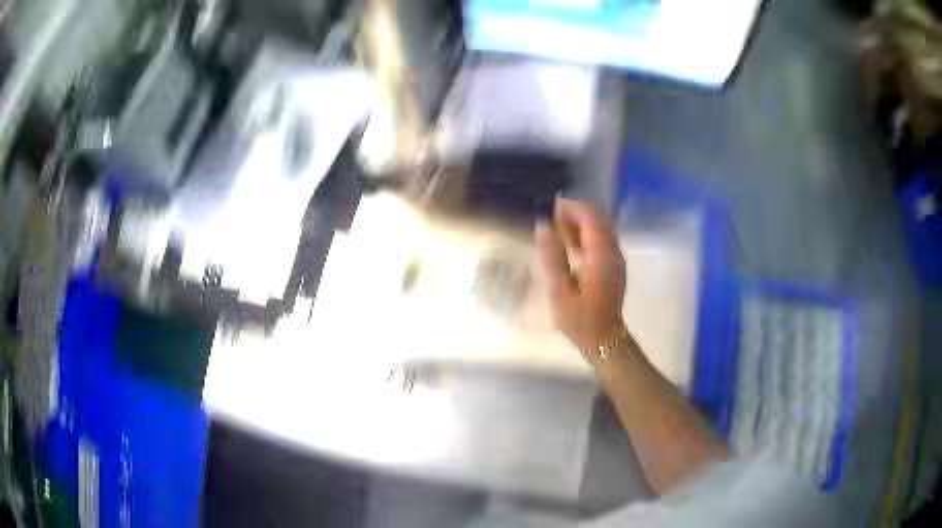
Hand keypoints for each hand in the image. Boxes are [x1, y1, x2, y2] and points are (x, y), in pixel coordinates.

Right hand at [535, 198, 626, 354]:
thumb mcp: (560, 292)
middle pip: (598, 220)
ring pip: (600, 230)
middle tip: (551, 220)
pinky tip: (570, 247)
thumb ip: (552, 258)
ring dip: (580, 225)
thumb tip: (544, 228)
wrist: (605, 340)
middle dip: (575, 214)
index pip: (591, 218)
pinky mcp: (614, 267)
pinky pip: (602, 242)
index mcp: (601, 256)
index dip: (572, 207)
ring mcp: (616, 260)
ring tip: (557, 232)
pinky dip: (586, 237)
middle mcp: (613, 253)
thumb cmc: (581, 320)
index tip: (552, 206)